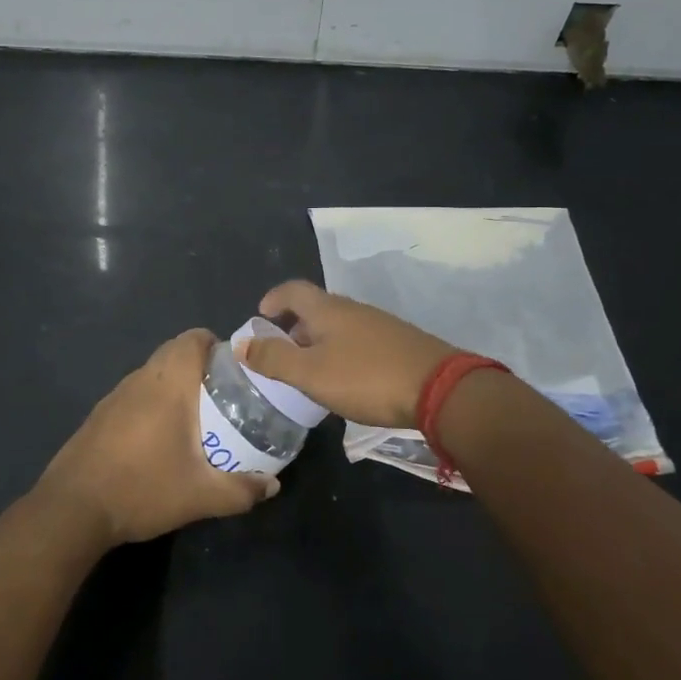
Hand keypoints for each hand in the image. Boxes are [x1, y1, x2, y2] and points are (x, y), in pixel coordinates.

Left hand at [36, 329, 272, 547]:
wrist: (72, 509)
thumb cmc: (142, 488)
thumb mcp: (200, 496)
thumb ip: (241, 490)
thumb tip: (273, 485)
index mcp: (168, 383)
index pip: (194, 338)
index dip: (217, 345)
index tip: (235, 370)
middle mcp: (141, 379)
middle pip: (175, 352)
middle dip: (202, 367)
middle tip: (224, 397)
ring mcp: (115, 395)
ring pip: (154, 373)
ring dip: (176, 385)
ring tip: (198, 418)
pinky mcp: (100, 414)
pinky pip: (136, 393)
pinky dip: (154, 402)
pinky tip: (160, 439)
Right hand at [241, 280, 456, 429]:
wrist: (439, 389)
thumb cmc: (365, 377)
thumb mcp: (311, 373)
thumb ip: (274, 359)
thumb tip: (241, 343)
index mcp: (327, 310)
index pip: (293, 290)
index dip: (273, 299)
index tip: (260, 316)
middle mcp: (353, 309)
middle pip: (316, 308)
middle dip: (294, 326)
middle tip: (281, 352)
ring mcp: (380, 325)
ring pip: (339, 326)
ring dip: (318, 342)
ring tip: (310, 371)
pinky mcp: (399, 344)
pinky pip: (359, 341)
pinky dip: (342, 353)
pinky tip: (346, 380)